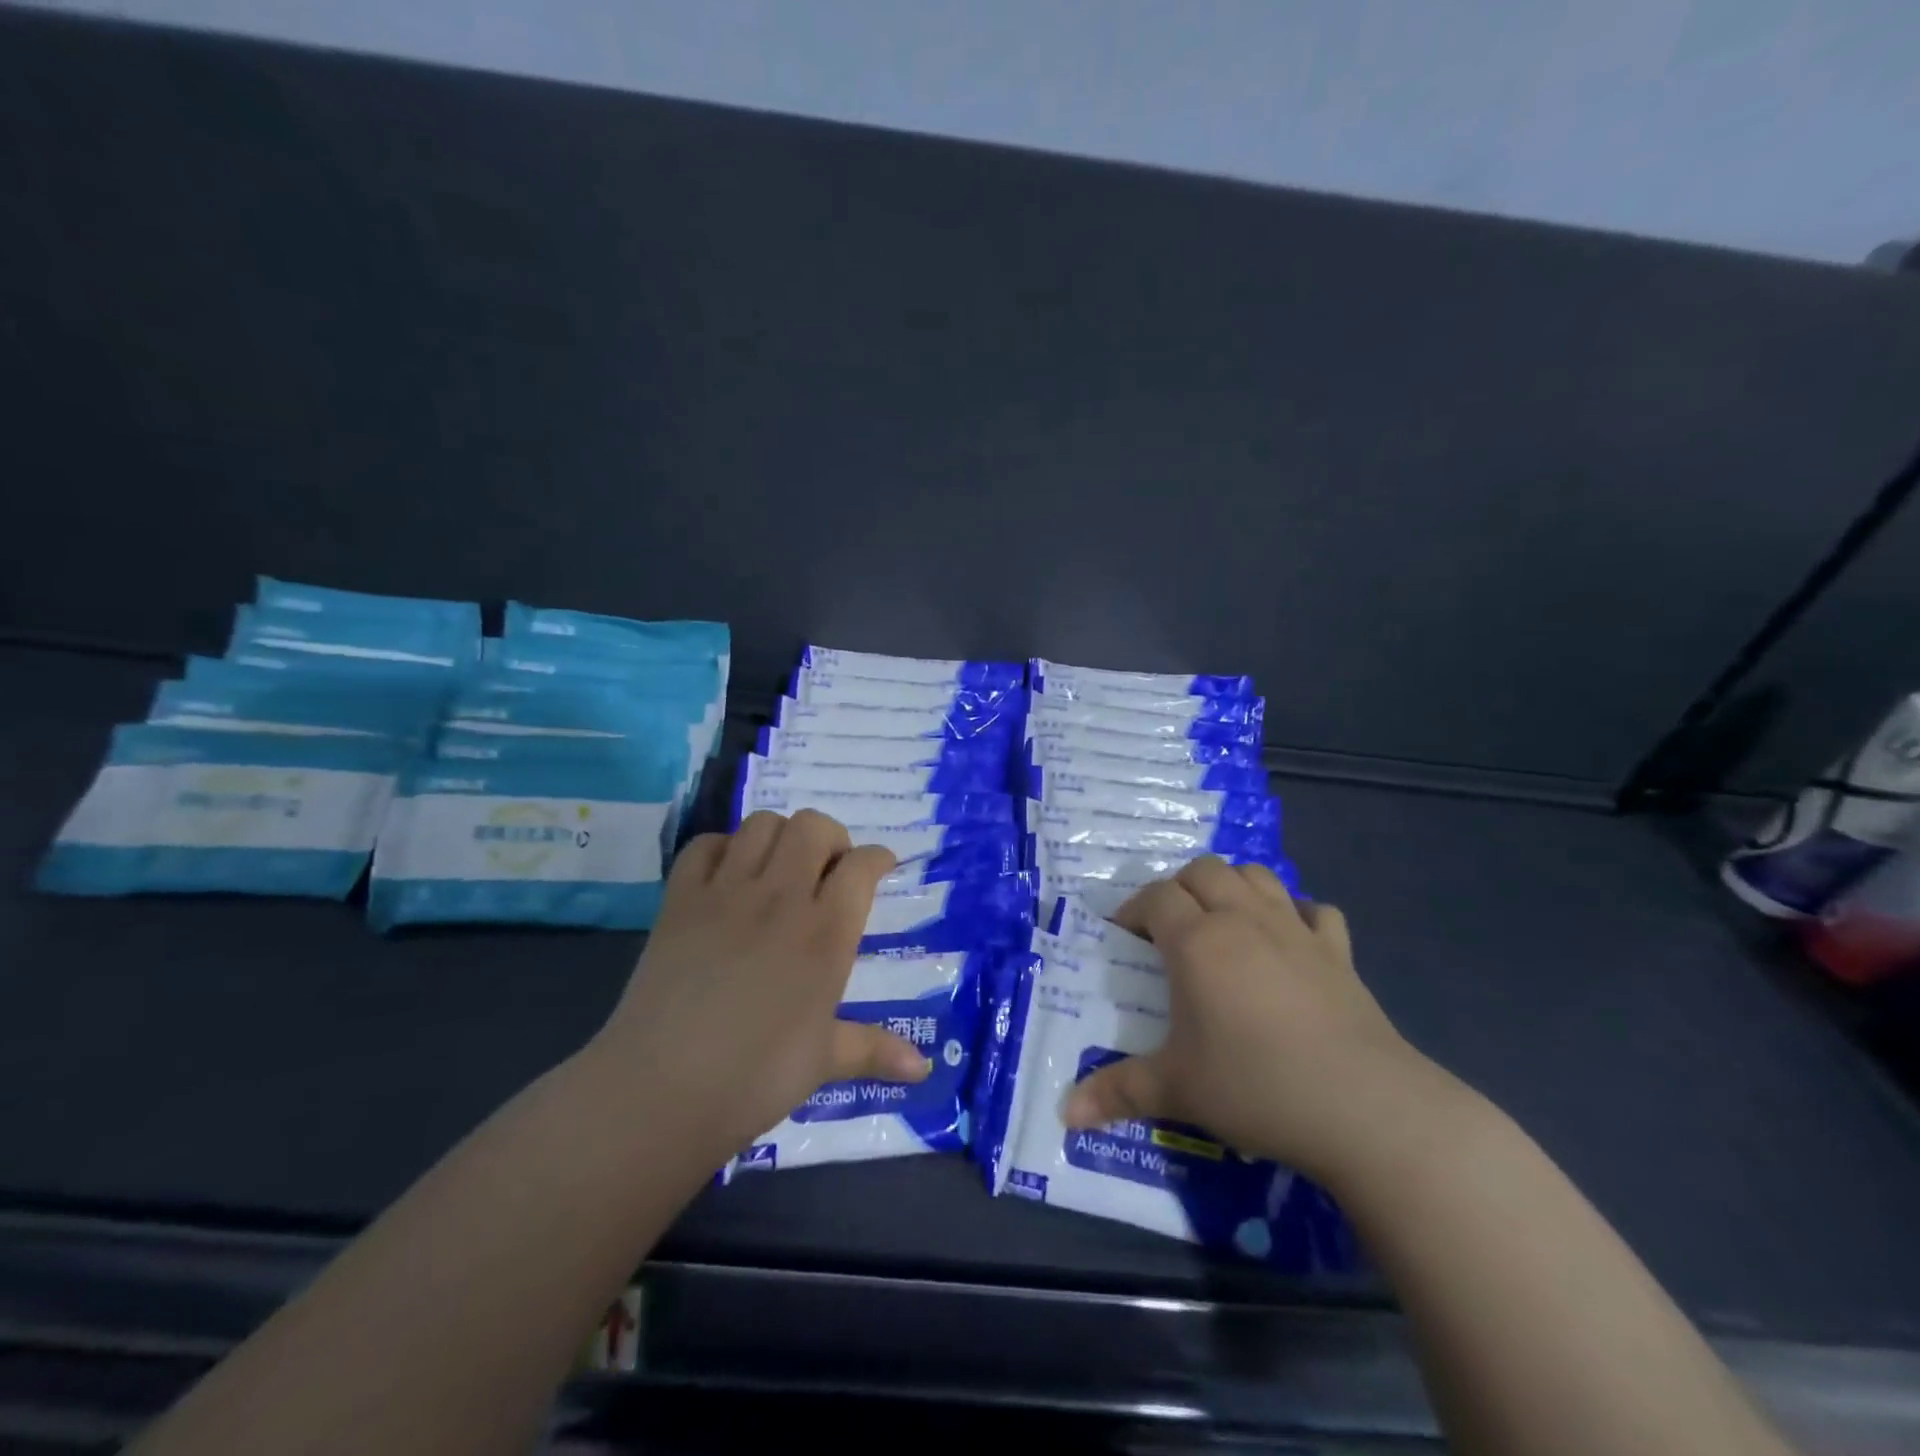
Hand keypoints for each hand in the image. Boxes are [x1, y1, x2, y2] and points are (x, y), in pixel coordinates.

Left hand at [590, 810, 929, 1154]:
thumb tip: (923, 1068)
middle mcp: (782, 898)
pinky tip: (729, 876)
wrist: (659, 1091)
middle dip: (830, 838)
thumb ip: (875, 1050)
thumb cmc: (755, 1079)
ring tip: (781, 868)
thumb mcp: (824, 1062)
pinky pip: (706, 845)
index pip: (862, 866)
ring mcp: (727, 892)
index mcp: (826, 933)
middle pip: (814, 827)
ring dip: (780, 836)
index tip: (881, 867)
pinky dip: (723, 848)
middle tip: (828, 870)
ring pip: (762, 824)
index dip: (878, 858)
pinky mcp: (680, 899)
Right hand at [1063, 857, 1439, 1182]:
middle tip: (1171, 930)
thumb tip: (1065, 1115)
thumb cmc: (1256, 1087)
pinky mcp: (1339, 952)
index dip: (1134, 910)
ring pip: (1257, 876)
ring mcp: (1295, 930)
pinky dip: (1296, 914)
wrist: (1364, 1108)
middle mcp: (1243, 920)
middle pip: (1204, 871)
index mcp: (1197, 941)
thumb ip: (1118, 1092)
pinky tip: (1289, 941)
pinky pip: (1315, 911)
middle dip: (1180, 889)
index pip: (1155, 897)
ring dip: (1233, 887)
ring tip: (1223, 923)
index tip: (1125, 938)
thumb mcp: (1177, 1090)